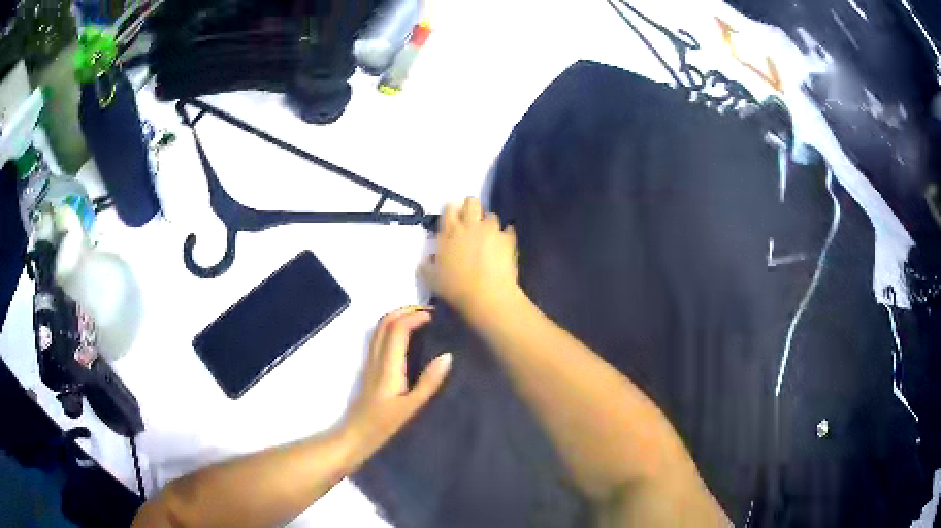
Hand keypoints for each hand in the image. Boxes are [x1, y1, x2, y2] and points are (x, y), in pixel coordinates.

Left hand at [343, 307, 451, 457]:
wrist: (354, 436)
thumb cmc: (383, 425)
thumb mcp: (411, 408)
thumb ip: (429, 382)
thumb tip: (447, 355)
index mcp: (388, 365)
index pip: (397, 328)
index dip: (415, 316)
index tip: (436, 316)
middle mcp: (376, 358)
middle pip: (385, 322)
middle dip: (406, 310)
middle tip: (430, 313)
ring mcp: (370, 362)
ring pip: (380, 328)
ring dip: (399, 317)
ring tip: (421, 321)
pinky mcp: (370, 369)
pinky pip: (380, 339)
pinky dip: (394, 329)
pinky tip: (408, 339)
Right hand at [420, 197, 519, 318]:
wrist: (487, 296)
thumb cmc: (456, 288)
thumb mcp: (432, 279)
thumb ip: (427, 266)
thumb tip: (426, 260)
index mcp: (450, 232)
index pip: (450, 208)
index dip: (452, 212)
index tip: (454, 220)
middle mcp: (470, 225)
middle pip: (472, 202)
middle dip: (472, 208)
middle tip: (472, 221)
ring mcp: (491, 230)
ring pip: (491, 215)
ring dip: (489, 223)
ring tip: (489, 235)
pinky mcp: (508, 239)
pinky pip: (508, 230)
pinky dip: (506, 235)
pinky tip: (504, 243)